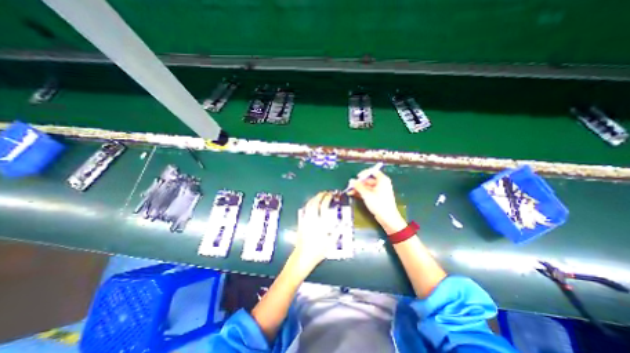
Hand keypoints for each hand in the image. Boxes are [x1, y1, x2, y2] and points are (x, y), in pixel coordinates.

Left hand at [292, 194, 337, 272]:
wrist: (303, 257)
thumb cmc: (318, 251)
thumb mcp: (331, 242)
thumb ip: (338, 231)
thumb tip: (345, 223)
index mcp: (321, 223)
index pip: (324, 206)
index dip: (328, 198)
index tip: (331, 195)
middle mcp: (312, 219)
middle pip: (315, 202)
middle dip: (320, 195)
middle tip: (326, 192)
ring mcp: (305, 220)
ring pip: (309, 205)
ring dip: (314, 198)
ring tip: (319, 195)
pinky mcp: (301, 222)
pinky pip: (304, 210)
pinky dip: (308, 204)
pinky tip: (311, 203)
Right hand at [347, 168, 406, 234]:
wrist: (388, 218)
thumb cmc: (379, 204)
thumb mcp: (367, 194)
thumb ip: (358, 186)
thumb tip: (351, 180)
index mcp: (382, 180)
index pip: (373, 171)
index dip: (364, 173)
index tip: (357, 177)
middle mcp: (381, 184)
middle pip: (368, 180)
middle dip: (359, 183)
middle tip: (350, 186)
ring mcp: (379, 190)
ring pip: (367, 187)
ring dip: (358, 189)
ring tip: (349, 191)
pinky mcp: (377, 197)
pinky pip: (368, 192)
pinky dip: (361, 193)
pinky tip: (353, 194)